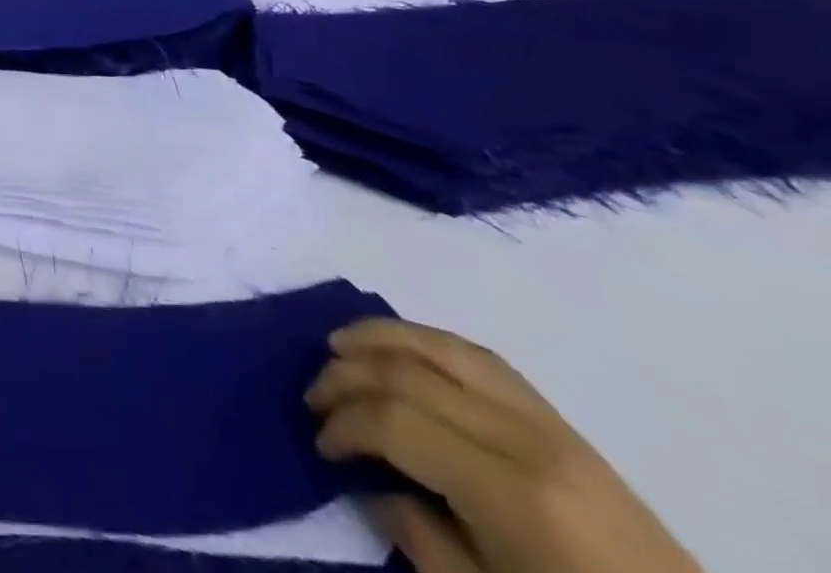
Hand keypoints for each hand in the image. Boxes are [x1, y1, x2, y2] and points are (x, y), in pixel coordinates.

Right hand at [307, 319, 700, 572]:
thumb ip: (420, 539)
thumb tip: (367, 482)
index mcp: (512, 494)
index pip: (396, 421)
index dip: (344, 424)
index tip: (320, 444)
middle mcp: (525, 438)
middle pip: (409, 372)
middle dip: (346, 376)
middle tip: (314, 398)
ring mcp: (549, 421)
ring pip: (440, 344)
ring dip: (377, 338)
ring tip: (336, 346)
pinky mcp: (561, 420)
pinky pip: (477, 355)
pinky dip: (424, 340)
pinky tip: (396, 348)